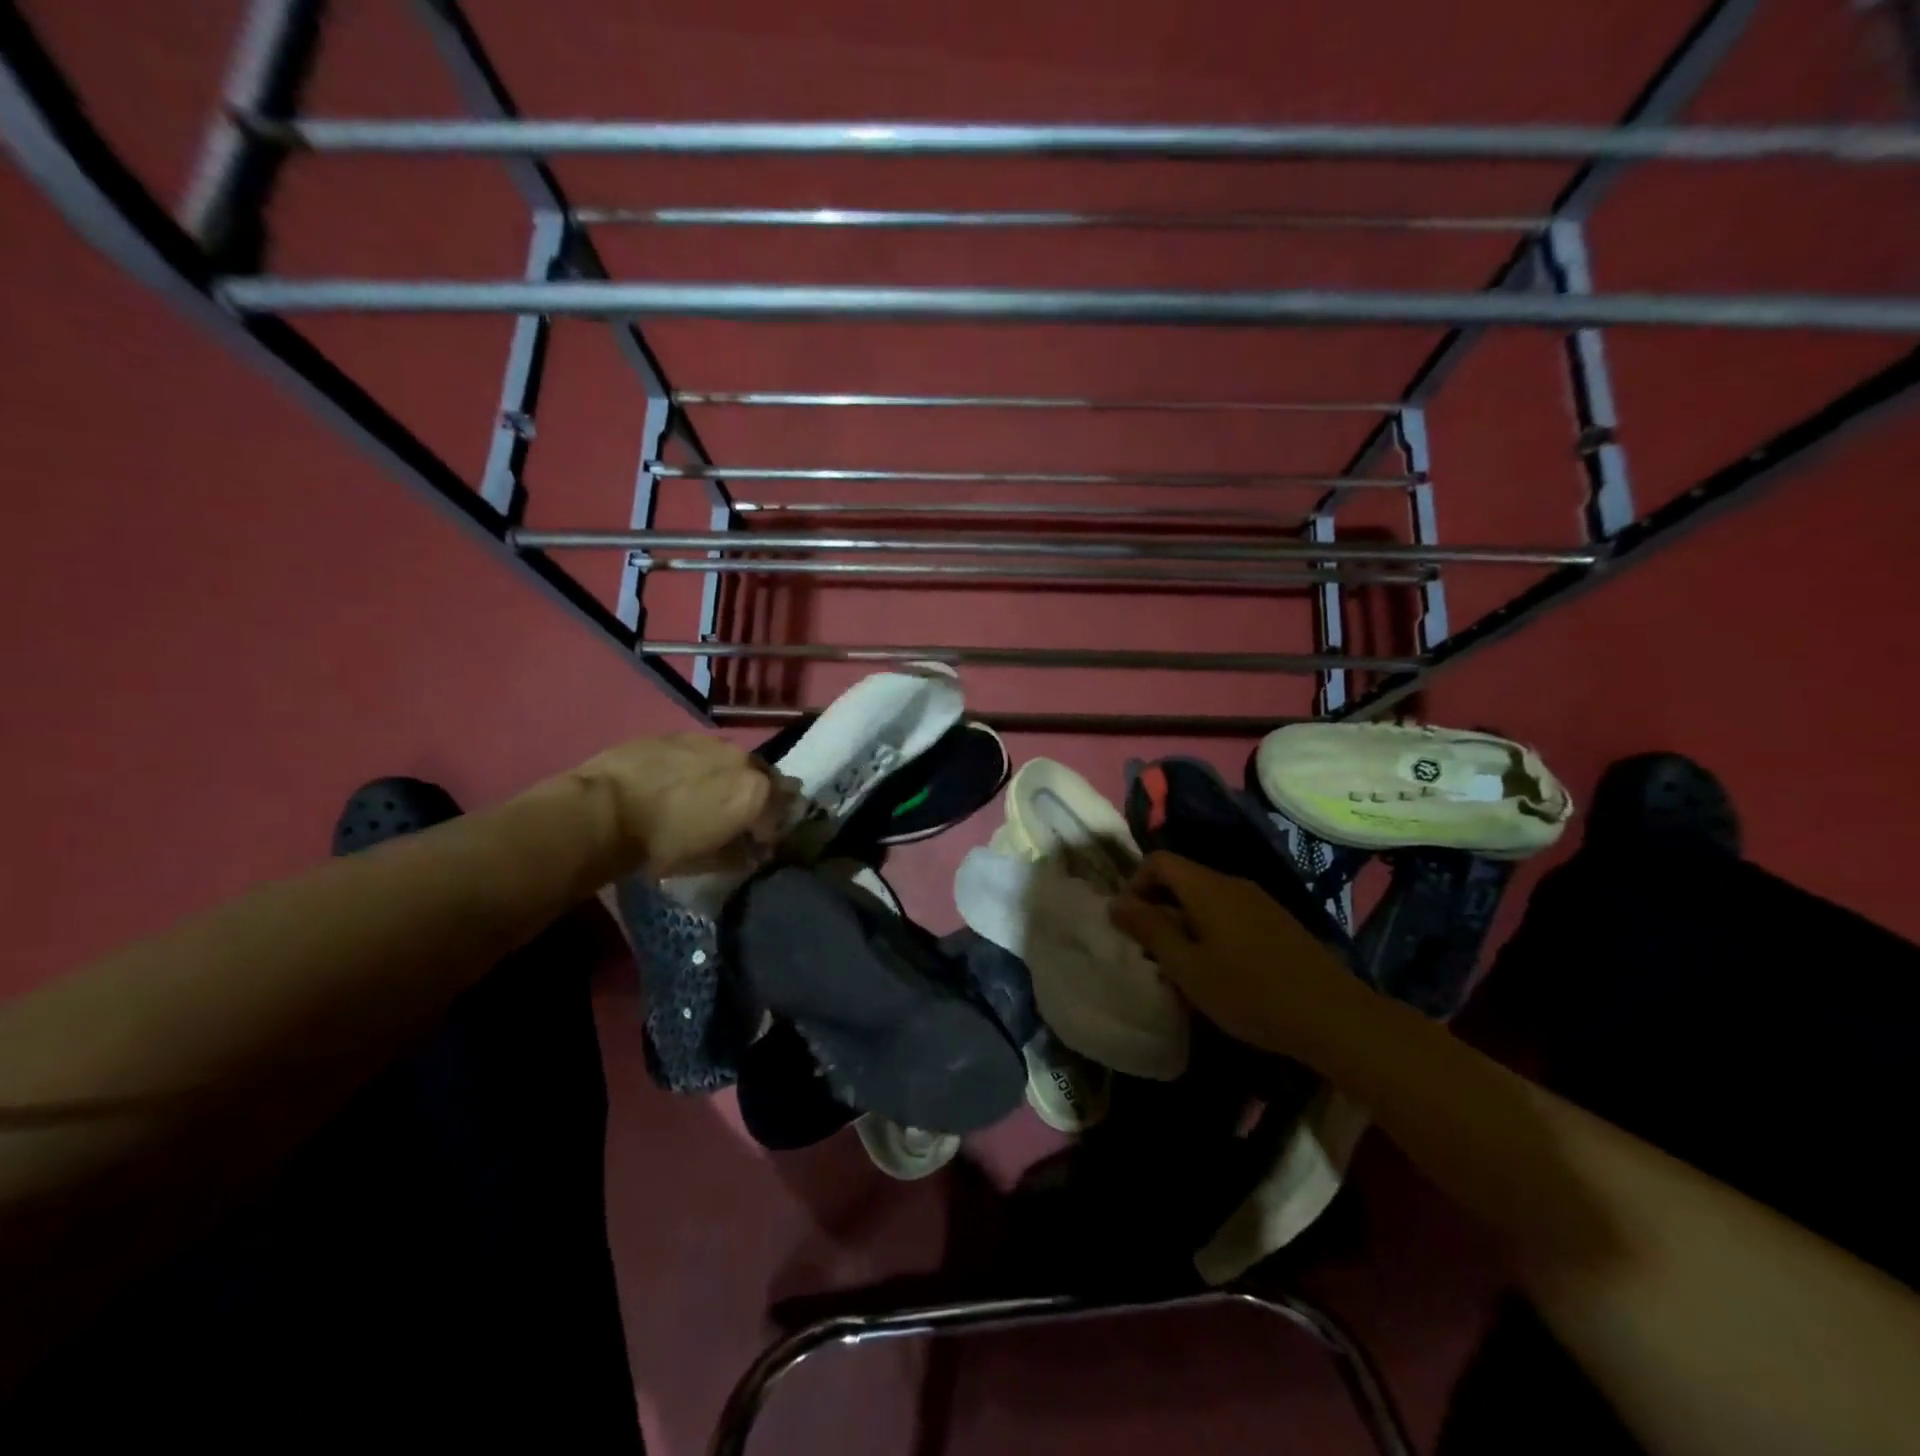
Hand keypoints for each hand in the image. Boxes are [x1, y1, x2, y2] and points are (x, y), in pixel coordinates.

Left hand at [568, 734, 790, 877]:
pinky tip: (678, 781)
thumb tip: (754, 853)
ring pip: (733, 760)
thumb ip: (740, 855)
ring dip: (730, 777)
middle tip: (739, 816)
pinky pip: (701, 751)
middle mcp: (742, 759)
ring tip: (707, 795)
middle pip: (765, 777)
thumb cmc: (661, 845)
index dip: (773, 829)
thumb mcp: (707, 861)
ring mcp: (709, 741)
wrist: (602, 810)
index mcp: (756, 792)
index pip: (782, 810)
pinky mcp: (677, 734)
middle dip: (759, 797)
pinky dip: (700, 766)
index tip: (759, 844)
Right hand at [1110, 853, 1355, 1056]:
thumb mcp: (1187, 967)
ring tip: (1181, 964)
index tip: (1130, 924)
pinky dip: (1211, 930)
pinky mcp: (1278, 923)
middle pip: (1182, 878)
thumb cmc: (1249, 992)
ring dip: (1184, 922)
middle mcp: (1233, 884)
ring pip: (1206, 898)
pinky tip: (1219, 970)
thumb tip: (1116, 903)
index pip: (1158, 861)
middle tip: (1150, 950)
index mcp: (1207, 887)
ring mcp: (1259, 902)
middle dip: (1158, 907)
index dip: (1135, 885)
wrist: (1334, 1016)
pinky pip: (1230, 914)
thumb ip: (1150, 931)